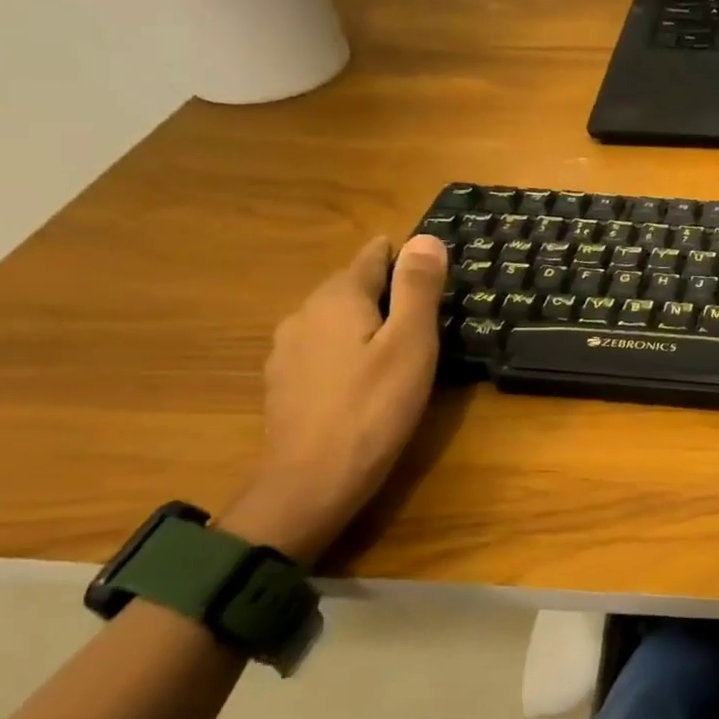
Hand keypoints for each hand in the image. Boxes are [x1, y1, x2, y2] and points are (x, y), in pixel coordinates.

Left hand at [217, 234, 448, 561]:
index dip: (404, 256)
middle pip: (351, 287)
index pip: (372, 257)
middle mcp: (304, 314)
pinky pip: (324, 349)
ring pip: (335, 320)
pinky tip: (366, 377)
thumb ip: (417, 289)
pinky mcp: (285, 383)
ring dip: (366, 323)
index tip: (433, 269)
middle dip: (387, 291)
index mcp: (336, 298)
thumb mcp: (411, 344)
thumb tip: (426, 238)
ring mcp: (288, 350)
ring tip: (401, 345)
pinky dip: (348, 350)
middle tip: (429, 313)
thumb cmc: (375, 408)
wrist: (313, 481)